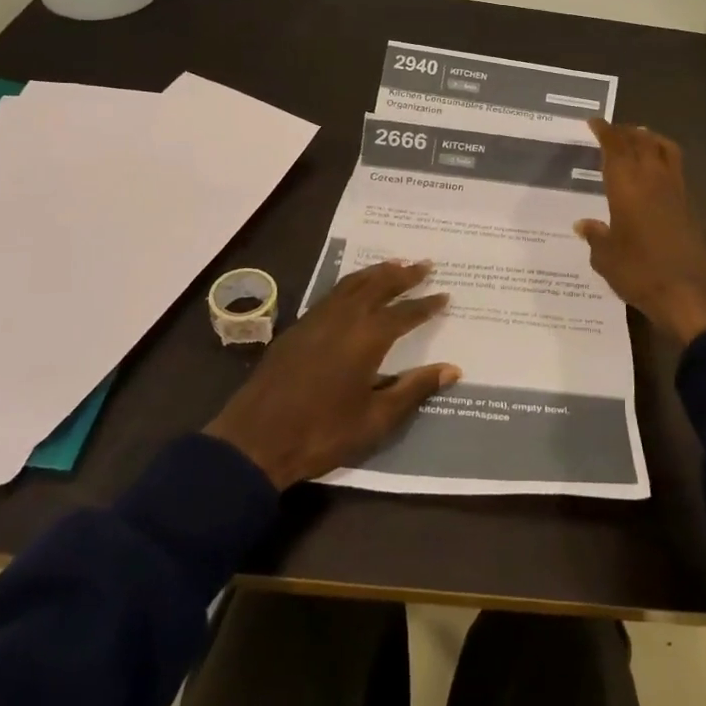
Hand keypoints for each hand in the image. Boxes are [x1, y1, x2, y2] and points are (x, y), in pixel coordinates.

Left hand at [206, 260, 460, 489]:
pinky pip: (332, 293)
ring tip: (395, 264)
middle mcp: (344, 319)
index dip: (426, 304)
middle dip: (404, 274)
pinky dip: (352, 283)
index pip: (405, 313)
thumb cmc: (322, 433)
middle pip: (378, 286)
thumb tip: (452, 369)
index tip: (445, 295)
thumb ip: (414, 389)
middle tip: (424, 264)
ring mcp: (317, 320)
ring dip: (376, 272)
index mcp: (367, 338)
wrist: (254, 441)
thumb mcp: (376, 419)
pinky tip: (355, 289)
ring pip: (352, 284)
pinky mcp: (297, 328)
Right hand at [574, 119, 705, 343]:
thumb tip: (584, 224)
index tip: (594, 123)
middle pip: (641, 142)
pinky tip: (656, 172)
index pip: (615, 147)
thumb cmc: (639, 273)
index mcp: (627, 186)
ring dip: (649, 139)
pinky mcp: (691, 205)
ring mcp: (676, 190)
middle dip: (625, 132)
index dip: (605, 131)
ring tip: (638, 139)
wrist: (688, 293)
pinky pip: (676, 168)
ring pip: (664, 149)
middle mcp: (653, 179)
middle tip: (612, 130)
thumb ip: (596, 236)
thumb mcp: (606, 258)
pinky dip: (664, 158)